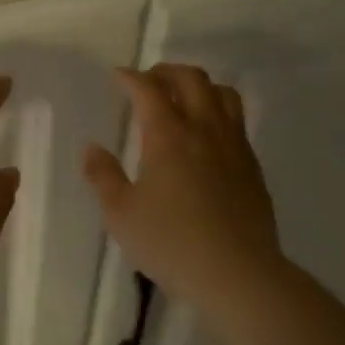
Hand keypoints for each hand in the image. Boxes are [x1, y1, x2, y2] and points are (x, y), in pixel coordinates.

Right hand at [83, 64, 283, 309]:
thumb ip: (103, 176)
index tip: (118, 76)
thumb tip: (91, 148)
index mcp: (169, 136)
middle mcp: (205, 130)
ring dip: (199, 86)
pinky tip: (206, 136)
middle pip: (192, 79)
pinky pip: (237, 121)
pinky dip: (217, 112)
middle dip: (166, 71)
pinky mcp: (253, 166)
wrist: (238, 273)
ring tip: (182, 98)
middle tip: (148, 80)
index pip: (149, 89)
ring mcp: (234, 146)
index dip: (131, 77)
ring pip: (223, 94)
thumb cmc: (171, 242)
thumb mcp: (121, 214)